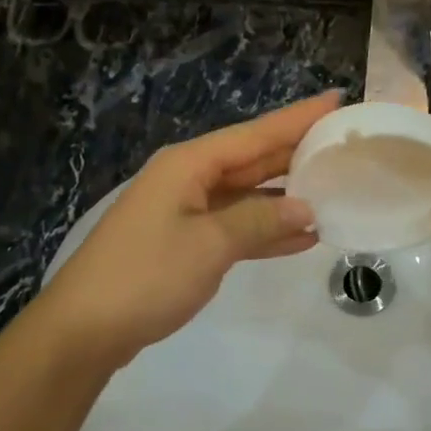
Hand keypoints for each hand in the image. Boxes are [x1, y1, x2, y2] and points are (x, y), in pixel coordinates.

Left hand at [29, 91, 340, 374]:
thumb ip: (261, 221)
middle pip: (253, 159)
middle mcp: (189, 178)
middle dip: (297, 153)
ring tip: (334, 190)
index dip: (298, 118)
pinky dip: (266, 230)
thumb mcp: (209, 245)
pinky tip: (303, 237)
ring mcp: (186, 211)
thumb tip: (307, 209)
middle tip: (345, 145)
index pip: (256, 134)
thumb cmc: (146, 276)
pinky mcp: (185, 242)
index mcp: (190, 164)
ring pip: (248, 194)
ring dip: (286, 197)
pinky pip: (236, 226)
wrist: (84, 330)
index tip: (337, 100)